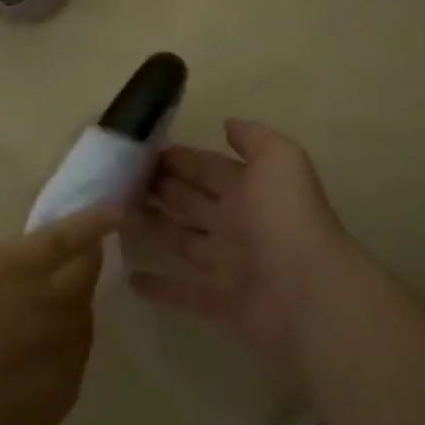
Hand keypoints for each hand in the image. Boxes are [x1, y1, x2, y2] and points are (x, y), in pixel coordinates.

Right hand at [136, 119, 357, 377]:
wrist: (305, 293)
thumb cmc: (284, 218)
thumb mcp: (278, 159)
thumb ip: (253, 138)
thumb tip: (228, 123)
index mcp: (248, 190)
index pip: (207, 167)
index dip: (179, 158)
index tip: (142, 150)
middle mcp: (237, 223)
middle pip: (191, 200)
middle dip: (162, 187)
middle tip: (121, 178)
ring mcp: (227, 264)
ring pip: (182, 241)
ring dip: (155, 227)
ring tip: (118, 215)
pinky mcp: (218, 302)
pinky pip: (183, 293)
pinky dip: (159, 288)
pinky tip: (130, 279)